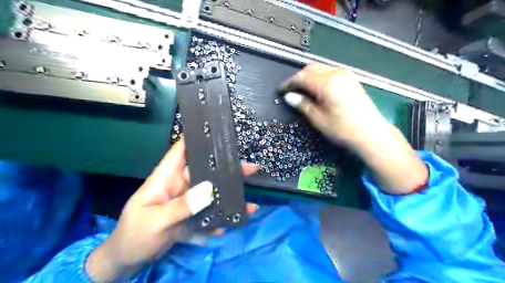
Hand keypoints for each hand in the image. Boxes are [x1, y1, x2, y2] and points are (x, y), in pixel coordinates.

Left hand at [86, 140, 257, 281]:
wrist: (127, 260)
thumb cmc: (134, 235)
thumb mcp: (155, 221)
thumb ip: (182, 206)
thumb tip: (209, 189)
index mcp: (166, 177)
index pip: (181, 150)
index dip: (197, 138)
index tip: (218, 132)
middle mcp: (179, 184)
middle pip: (205, 170)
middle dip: (226, 168)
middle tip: (250, 168)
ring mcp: (187, 200)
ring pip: (211, 191)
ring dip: (229, 194)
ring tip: (249, 200)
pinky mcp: (191, 214)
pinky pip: (210, 211)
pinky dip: (221, 216)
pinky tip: (233, 221)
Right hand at [280, 63, 386, 147]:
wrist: (372, 134)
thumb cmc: (343, 129)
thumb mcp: (319, 119)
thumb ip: (303, 104)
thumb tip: (289, 96)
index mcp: (327, 83)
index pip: (302, 77)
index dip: (289, 83)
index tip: (280, 90)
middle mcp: (336, 73)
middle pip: (311, 69)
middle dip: (298, 78)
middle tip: (290, 90)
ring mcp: (346, 75)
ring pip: (321, 68)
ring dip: (309, 76)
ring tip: (301, 90)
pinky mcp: (351, 79)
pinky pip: (330, 72)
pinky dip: (319, 77)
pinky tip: (316, 88)